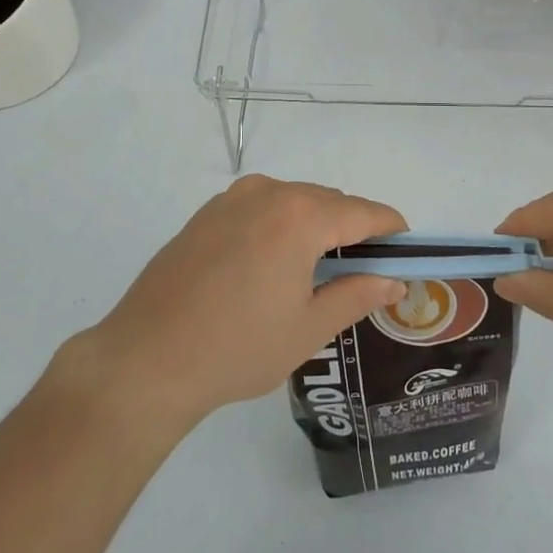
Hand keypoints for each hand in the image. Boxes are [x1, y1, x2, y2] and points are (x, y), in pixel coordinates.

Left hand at [71, 176, 407, 432]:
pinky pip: (260, 208)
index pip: (363, 212)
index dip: (391, 228)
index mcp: (300, 216)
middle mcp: (268, 193)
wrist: (146, 359)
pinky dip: (281, 225)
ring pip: (293, 201)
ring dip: (316, 225)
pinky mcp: (206, 214)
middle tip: (365, 271)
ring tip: (319, 271)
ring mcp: (232, 200)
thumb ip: (357, 295)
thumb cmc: (238, 347)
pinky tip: (272, 265)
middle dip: (353, 229)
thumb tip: (394, 281)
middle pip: (328, 202)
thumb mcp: (309, 327)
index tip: (407, 249)